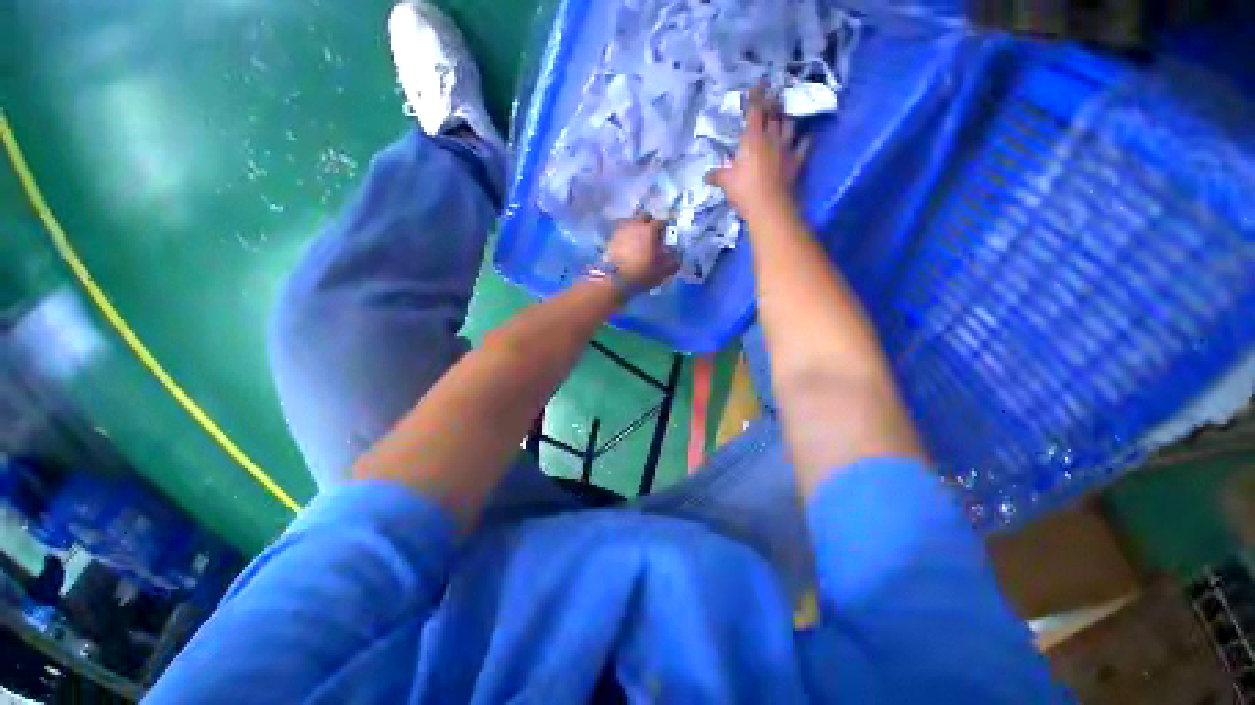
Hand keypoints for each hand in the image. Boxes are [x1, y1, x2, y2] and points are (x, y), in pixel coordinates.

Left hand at [605, 215, 679, 291]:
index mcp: (650, 229)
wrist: (617, 279)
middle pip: (644, 216)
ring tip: (638, 239)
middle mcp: (635, 225)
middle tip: (652, 234)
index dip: (665, 228)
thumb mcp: (663, 271)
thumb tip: (677, 258)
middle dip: (649, 222)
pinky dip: (626, 235)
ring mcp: (621, 230)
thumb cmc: (643, 273)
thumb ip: (673, 263)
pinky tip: (628, 245)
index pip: (661, 222)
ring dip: (636, 227)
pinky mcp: (611, 238)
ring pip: (631, 222)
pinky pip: (621, 232)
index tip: (665, 236)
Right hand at [706, 86, 809, 218]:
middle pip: (773, 114)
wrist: (770, 206)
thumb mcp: (726, 183)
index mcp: (753, 139)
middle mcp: (771, 138)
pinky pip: (803, 146)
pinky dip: (804, 140)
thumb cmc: (744, 191)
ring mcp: (786, 148)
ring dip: (786, 119)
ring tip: (784, 116)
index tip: (758, 83)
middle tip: (773, 94)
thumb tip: (705, 176)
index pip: (755, 111)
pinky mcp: (797, 161)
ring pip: (789, 126)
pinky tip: (805, 138)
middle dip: (772, 103)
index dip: (756, 96)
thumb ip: (717, 176)